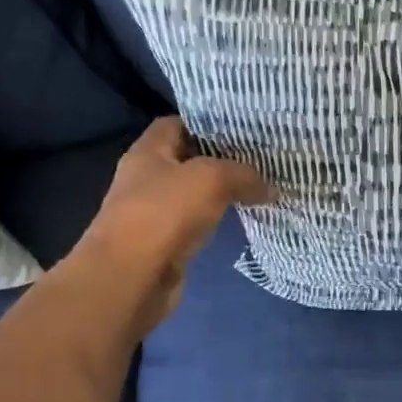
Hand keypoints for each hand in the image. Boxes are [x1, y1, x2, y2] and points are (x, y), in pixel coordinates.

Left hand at [59, 118, 267, 337]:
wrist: (132, 279)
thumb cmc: (164, 215)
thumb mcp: (211, 179)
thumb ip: (243, 175)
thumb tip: (269, 188)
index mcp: (148, 152)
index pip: (177, 124)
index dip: (208, 123)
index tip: (243, 129)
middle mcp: (147, 179)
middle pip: (188, 160)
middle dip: (222, 159)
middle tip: (261, 159)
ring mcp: (154, 213)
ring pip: (194, 195)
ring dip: (222, 193)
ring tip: (260, 188)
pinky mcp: (165, 244)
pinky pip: (196, 224)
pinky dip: (217, 222)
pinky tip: (242, 220)